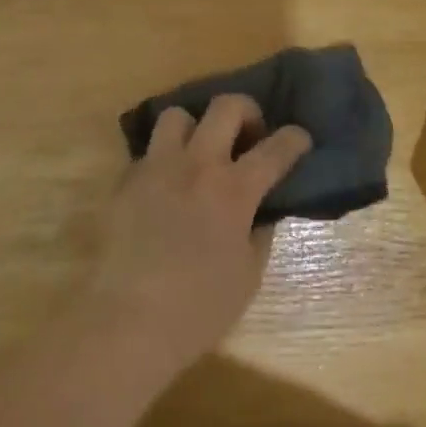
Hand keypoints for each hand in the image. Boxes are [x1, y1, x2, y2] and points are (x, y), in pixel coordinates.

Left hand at [84, 94, 310, 377]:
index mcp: (234, 190)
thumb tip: (261, 211)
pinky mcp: (126, 180)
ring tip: (199, 152)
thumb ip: (259, 232)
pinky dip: (165, 159)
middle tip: (249, 136)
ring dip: (196, 128)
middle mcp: (197, 165)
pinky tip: (167, 185)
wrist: (128, 320)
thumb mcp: (248, 275)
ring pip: (178, 115)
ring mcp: (157, 167)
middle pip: (226, 107)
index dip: (295, 138)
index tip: (299, 139)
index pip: (276, 148)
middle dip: (247, 111)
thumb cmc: (198, 308)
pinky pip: (149, 151)